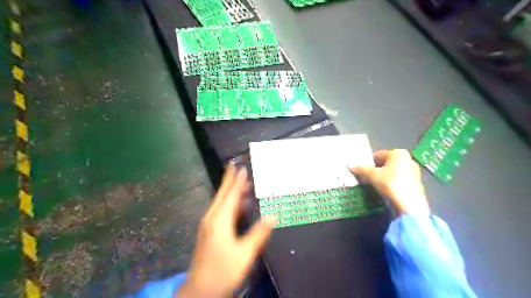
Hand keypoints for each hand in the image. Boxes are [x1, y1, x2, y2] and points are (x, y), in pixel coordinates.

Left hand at [177, 167, 277, 296]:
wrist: (201, 290)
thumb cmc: (224, 271)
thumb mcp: (245, 253)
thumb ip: (259, 233)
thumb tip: (273, 215)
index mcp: (220, 220)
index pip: (230, 195)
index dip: (237, 181)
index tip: (242, 168)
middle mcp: (212, 217)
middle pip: (222, 194)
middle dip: (229, 180)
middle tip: (235, 166)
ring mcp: (208, 224)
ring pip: (220, 202)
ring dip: (229, 191)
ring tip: (240, 182)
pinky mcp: (208, 231)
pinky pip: (219, 210)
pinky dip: (228, 202)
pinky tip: (235, 204)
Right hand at [349, 149, 430, 215]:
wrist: (409, 206)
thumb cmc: (390, 184)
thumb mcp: (372, 175)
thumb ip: (361, 169)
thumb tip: (349, 165)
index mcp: (398, 153)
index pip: (377, 155)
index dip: (368, 164)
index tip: (362, 172)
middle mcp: (408, 159)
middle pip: (385, 164)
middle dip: (375, 171)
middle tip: (367, 179)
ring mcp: (413, 172)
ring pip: (392, 173)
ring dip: (382, 178)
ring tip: (375, 186)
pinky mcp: (416, 184)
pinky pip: (398, 180)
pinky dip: (390, 184)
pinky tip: (385, 192)